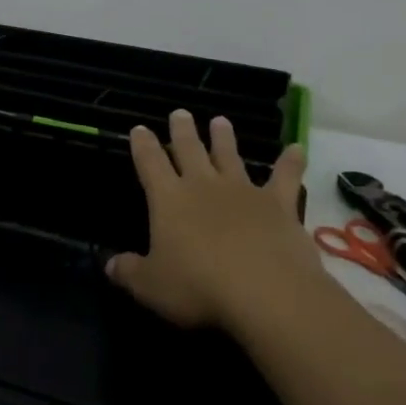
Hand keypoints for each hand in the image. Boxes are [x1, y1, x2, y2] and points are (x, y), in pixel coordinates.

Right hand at [105, 111, 310, 332]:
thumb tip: (109, 265)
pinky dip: (291, 162)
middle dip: (182, 131)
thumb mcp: (151, 286)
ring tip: (220, 120)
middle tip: (180, 113)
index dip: (142, 145)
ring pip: (230, 156)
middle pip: (189, 149)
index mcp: (168, 199)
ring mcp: (243, 191)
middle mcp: (203, 185)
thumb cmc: (198, 287)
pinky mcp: (278, 204)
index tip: (139, 128)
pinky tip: (296, 149)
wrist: (265, 291)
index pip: (150, 163)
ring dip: (224, 138)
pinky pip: (285, 177)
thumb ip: (129, 272)